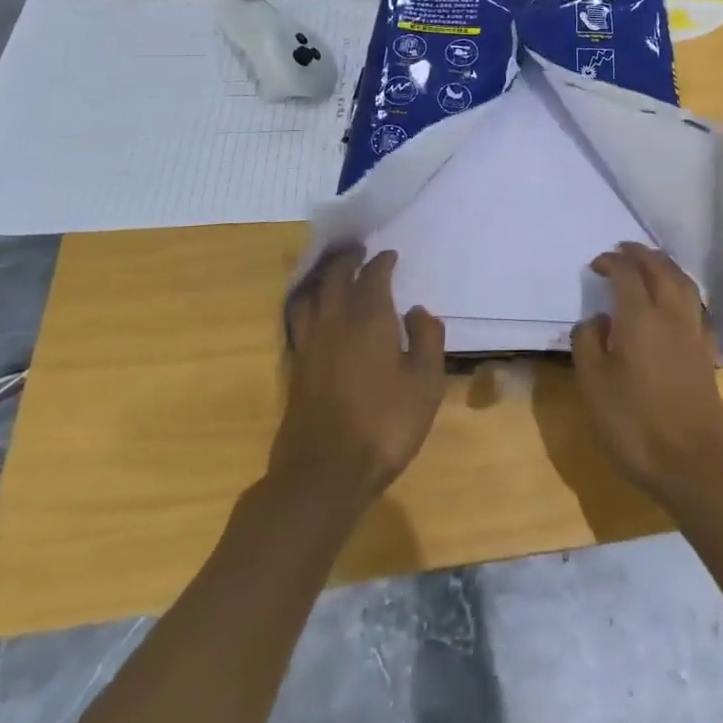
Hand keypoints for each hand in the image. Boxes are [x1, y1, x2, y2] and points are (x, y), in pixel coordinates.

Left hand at [269, 246, 445, 511]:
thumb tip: (417, 311)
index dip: (382, 262)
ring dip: (320, 278)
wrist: (324, 473)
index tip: (389, 255)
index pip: (373, 276)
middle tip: (356, 250)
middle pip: (334, 277)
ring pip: (308, 296)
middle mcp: (334, 321)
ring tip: (329, 272)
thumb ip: (427, 340)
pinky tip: (313, 312)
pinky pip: (297, 320)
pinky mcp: (294, 368)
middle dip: (346, 259)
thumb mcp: (425, 383)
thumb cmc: (384, 424)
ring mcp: (309, 344)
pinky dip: (306, 304)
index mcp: (369, 318)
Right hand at [570, 243, 722, 509]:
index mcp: (640, 318)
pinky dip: (683, 289)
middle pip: (661, 269)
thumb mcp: (594, 387)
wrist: (696, 465)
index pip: (627, 273)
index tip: (596, 264)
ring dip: (665, 265)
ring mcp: (694, 333)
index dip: (612, 261)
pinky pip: (696, 303)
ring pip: (683, 282)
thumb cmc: (636, 426)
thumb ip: (588, 344)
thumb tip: (596, 320)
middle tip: (624, 250)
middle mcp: (671, 315)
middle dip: (641, 254)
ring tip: (651, 264)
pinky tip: (677, 301)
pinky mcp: (707, 352)